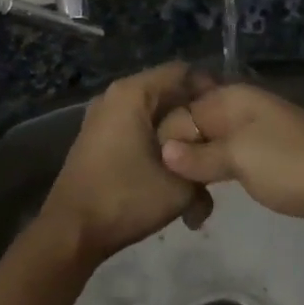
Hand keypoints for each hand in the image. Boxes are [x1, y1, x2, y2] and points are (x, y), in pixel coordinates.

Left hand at [37, 62, 210, 260]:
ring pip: (154, 117)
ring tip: (201, 166)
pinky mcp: (98, 140)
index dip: (211, 90)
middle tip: (221, 144)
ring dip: (178, 139)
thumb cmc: (126, 199)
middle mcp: (115, 97)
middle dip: (196, 120)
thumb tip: (216, 155)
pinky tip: (176, 177)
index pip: (183, 72)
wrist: (72, 232)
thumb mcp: (181, 185)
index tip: (231, 118)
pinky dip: (159, 148)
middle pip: (168, 94)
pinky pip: (138, 131)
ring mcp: (103, 118)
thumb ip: (205, 161)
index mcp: (132, 93)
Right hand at [156, 82, 303, 248]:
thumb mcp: (241, 158)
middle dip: (177, 158)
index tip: (152, 175)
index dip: (164, 141)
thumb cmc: (296, 167)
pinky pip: (232, 169)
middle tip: (165, 196)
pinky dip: (217, 183)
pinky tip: (204, 204)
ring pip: (213, 151)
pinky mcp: (271, 166)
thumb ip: (200, 155)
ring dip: (196, 174)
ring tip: (183, 206)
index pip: (181, 113)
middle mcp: (242, 113)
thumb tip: (163, 151)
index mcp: (232, 99)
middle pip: (195, 130)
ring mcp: (258, 140)